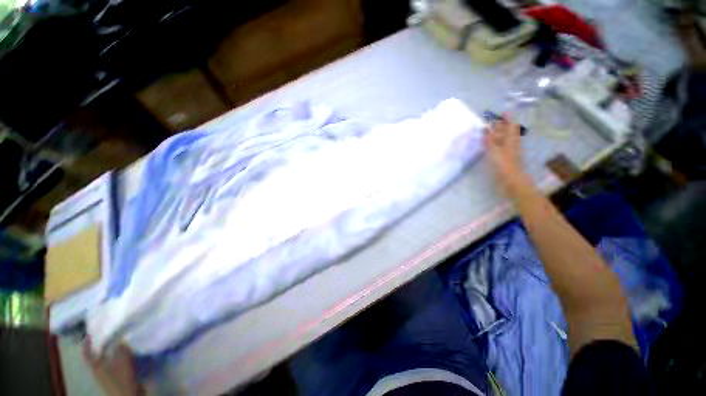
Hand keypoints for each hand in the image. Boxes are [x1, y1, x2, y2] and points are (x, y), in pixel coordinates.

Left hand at [82, 338, 142, 395]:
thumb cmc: (122, 379)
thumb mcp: (123, 362)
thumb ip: (121, 349)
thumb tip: (121, 338)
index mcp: (95, 366)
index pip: (87, 353)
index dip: (87, 343)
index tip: (91, 332)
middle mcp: (99, 369)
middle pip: (98, 355)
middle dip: (103, 345)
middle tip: (110, 333)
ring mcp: (108, 375)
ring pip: (108, 359)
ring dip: (113, 350)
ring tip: (122, 340)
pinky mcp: (117, 377)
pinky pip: (116, 363)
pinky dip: (120, 356)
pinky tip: (129, 353)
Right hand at [483, 114, 530, 195]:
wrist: (511, 179)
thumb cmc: (503, 163)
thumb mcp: (495, 150)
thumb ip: (490, 139)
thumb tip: (486, 128)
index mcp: (511, 139)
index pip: (510, 125)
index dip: (507, 119)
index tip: (504, 112)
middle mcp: (512, 143)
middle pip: (508, 132)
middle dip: (502, 126)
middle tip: (494, 122)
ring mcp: (510, 151)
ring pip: (505, 139)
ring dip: (499, 135)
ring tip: (490, 132)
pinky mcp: (506, 158)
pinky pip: (501, 147)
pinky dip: (496, 143)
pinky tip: (491, 145)